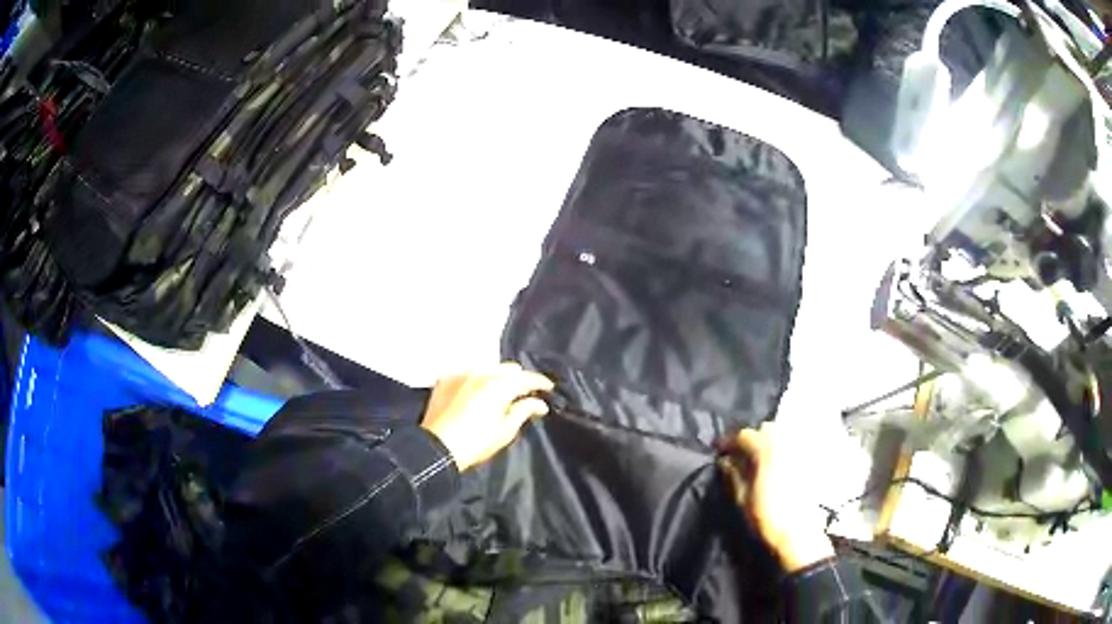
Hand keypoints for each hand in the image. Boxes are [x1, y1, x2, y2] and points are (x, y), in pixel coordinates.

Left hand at [421, 363, 553, 470]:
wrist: (438, 448)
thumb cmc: (476, 443)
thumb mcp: (505, 430)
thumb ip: (524, 411)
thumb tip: (540, 403)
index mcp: (499, 385)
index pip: (526, 378)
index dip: (540, 382)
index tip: (549, 388)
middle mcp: (480, 373)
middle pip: (507, 368)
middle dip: (518, 379)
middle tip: (522, 394)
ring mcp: (460, 374)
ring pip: (487, 368)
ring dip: (496, 378)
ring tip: (498, 393)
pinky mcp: (445, 380)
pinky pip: (467, 374)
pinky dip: (475, 381)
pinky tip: (475, 394)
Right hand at [717, 422, 834, 572]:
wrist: (798, 534)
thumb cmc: (767, 517)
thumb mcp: (742, 498)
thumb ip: (733, 474)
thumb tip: (725, 460)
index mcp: (767, 451)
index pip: (745, 435)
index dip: (729, 441)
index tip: (719, 450)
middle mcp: (786, 443)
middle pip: (766, 429)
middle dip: (751, 438)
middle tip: (739, 454)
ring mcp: (800, 451)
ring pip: (781, 435)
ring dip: (767, 442)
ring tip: (756, 459)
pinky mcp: (809, 461)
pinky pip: (792, 446)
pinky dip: (780, 449)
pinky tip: (774, 465)